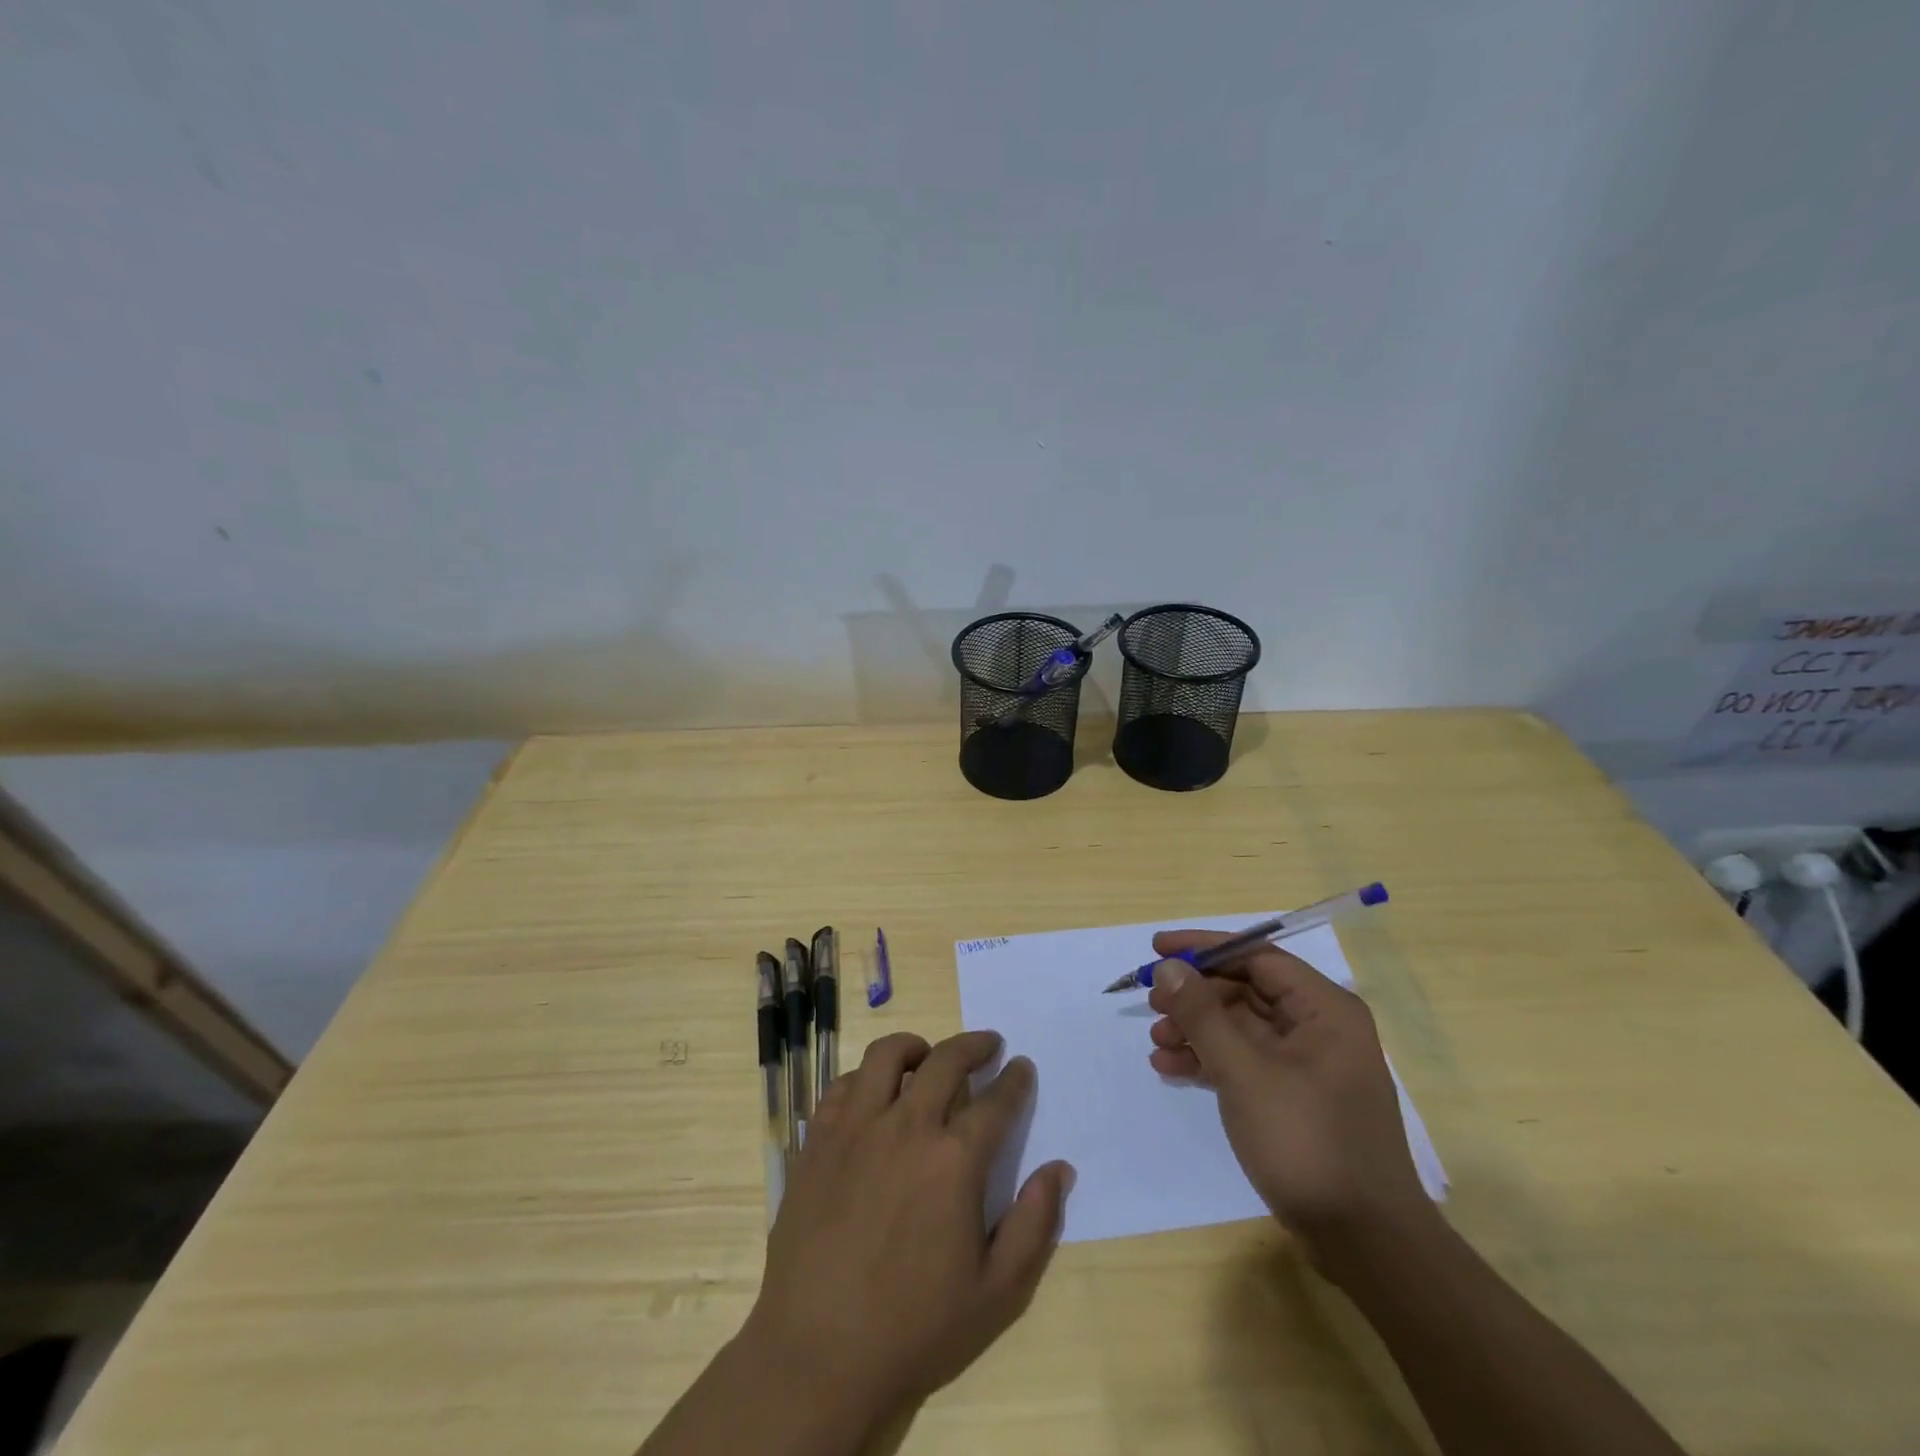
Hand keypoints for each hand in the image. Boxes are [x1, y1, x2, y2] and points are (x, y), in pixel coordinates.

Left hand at [739, 1030, 1074, 1431]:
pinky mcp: (818, 1139)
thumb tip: (1060, 1169)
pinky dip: (867, 1077)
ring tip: (927, 1056)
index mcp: (954, 1160)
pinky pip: (844, 1084)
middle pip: (946, 1060)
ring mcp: (857, 1127)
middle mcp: (907, 1126)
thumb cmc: (914, 1328)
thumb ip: (1034, 1224)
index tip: (1022, 1067)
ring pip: (888, 1055)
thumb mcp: (997, 1293)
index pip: (996, 1101)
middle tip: (988, 1044)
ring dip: (916, 1047)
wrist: (817, 1355)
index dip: (1014, 1080)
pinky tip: (875, 1094)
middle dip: (974, 1045)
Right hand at [1145, 930, 1429, 1258]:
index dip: (1204, 948)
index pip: (1256, 956)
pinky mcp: (1295, 1096)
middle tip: (1151, 1004)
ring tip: (1156, 1044)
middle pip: (1245, 990)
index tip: (1157, 949)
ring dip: (1196, 1030)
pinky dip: (1210, 1060)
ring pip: (1241, 1027)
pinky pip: (1245, 1060)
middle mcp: (1319, 1027)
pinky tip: (1171, 1069)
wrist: (1364, 1242)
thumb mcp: (1245, 1072)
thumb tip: (1168, 967)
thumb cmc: (1307, 1141)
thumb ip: (1202, 1014)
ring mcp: (1308, 1064)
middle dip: (1195, 997)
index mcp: (1324, 1009)